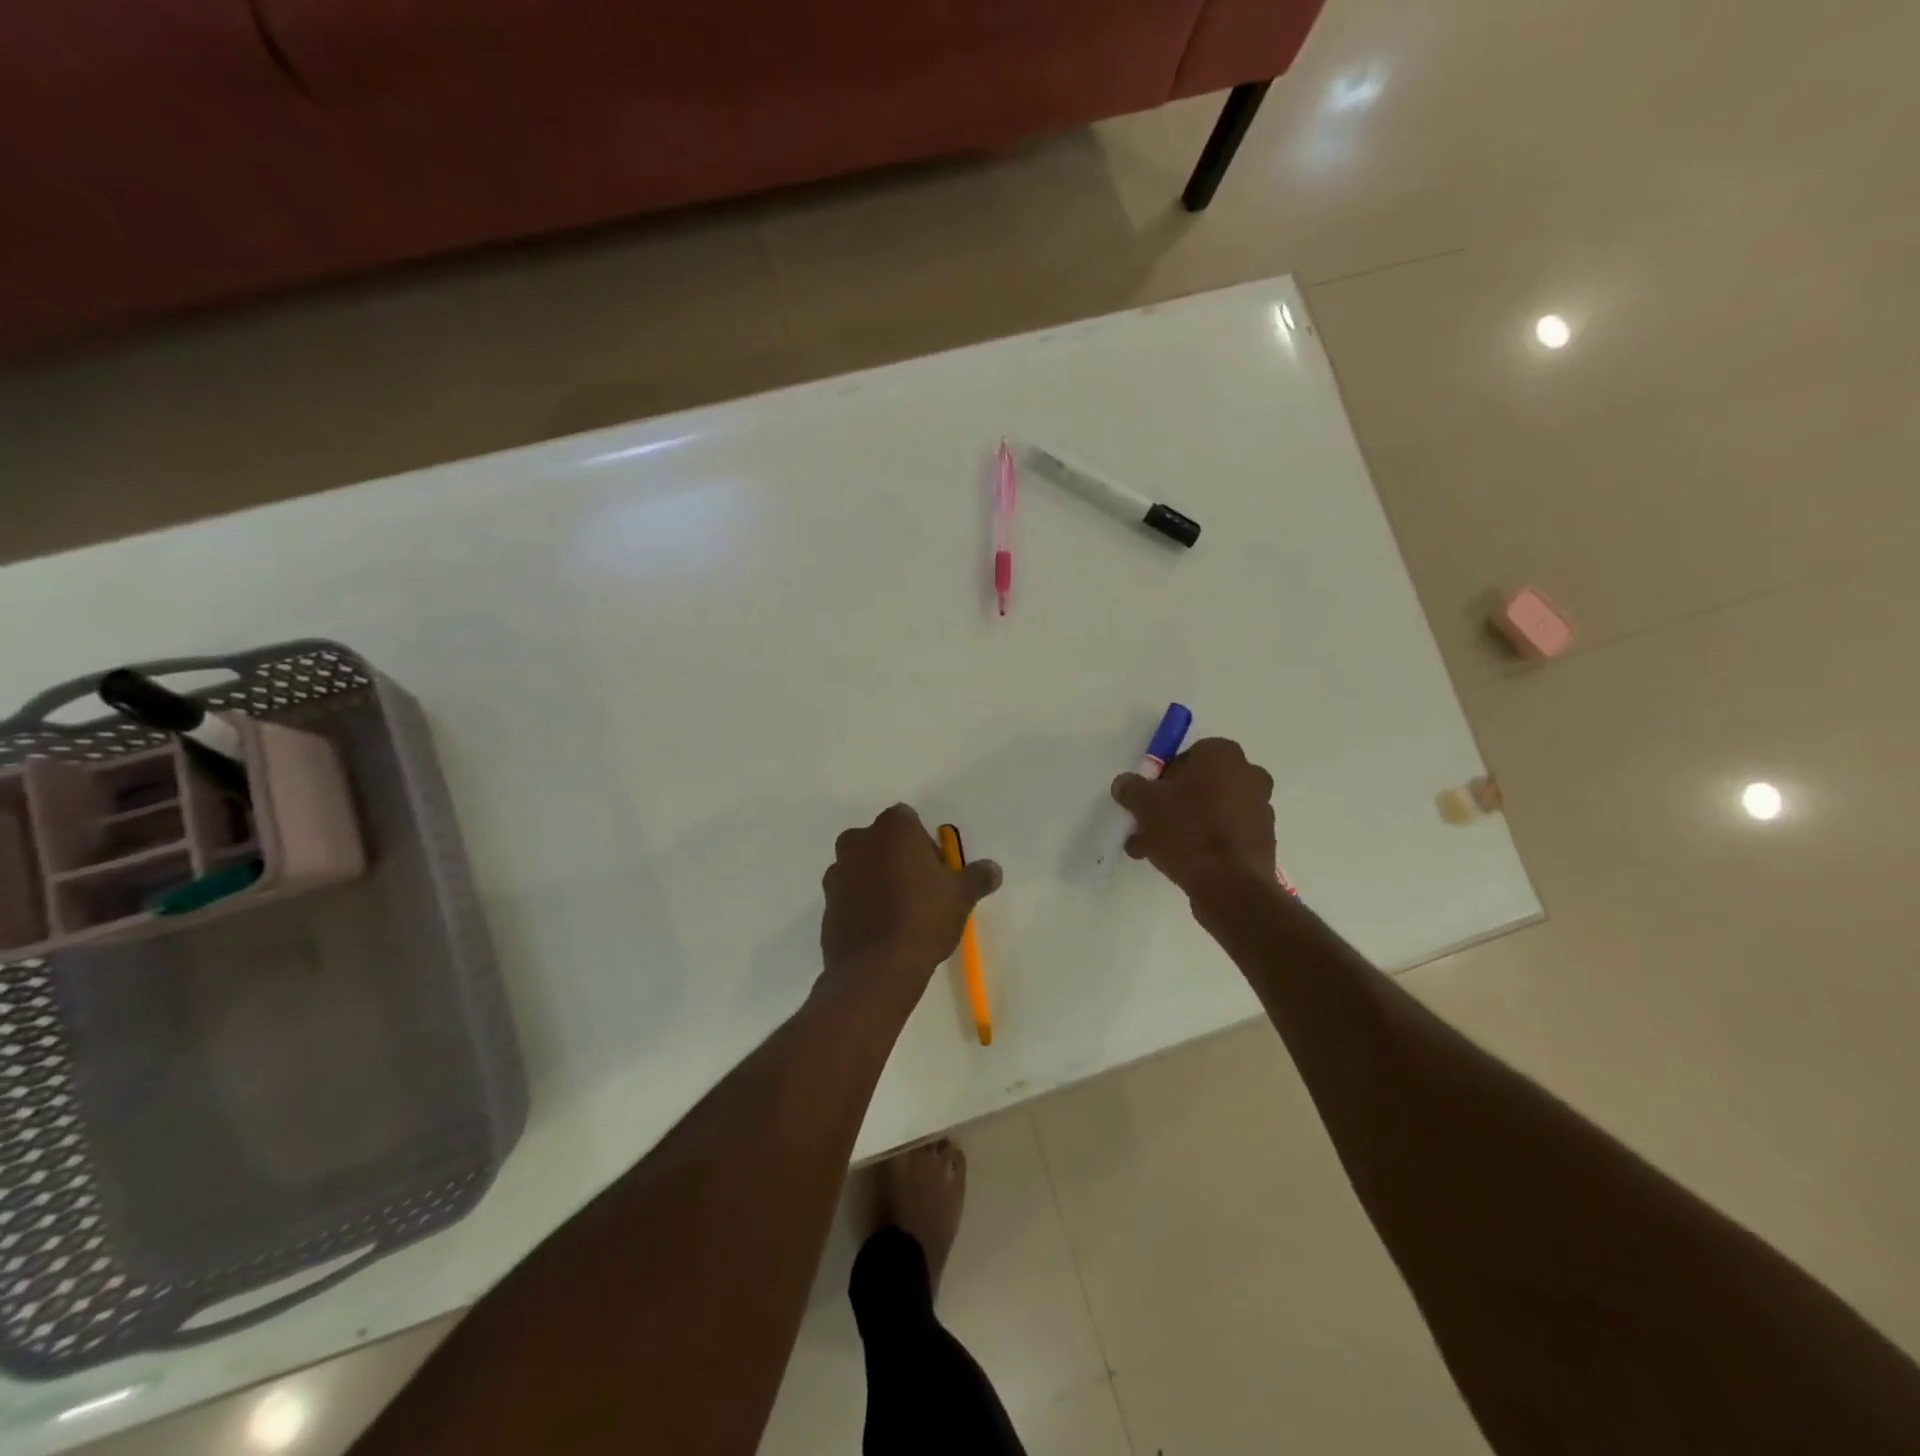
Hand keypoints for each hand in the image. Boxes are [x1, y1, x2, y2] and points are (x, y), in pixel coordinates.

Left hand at [820, 804, 1002, 994]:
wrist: (876, 970)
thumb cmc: (923, 918)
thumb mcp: (961, 896)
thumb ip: (977, 877)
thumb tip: (993, 869)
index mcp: (892, 829)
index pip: (908, 820)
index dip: (923, 843)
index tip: (936, 870)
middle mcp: (858, 842)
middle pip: (882, 841)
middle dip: (897, 858)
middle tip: (920, 890)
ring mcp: (837, 873)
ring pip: (862, 867)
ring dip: (877, 880)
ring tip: (900, 914)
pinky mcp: (826, 904)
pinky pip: (849, 895)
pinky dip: (862, 904)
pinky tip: (881, 930)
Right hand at [1112, 738, 1276, 897]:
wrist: (1231, 885)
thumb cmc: (1187, 830)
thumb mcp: (1145, 805)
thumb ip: (1131, 788)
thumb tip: (1125, 783)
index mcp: (1222, 754)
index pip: (1185, 757)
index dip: (1161, 779)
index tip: (1146, 801)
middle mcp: (1248, 774)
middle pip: (1198, 786)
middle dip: (1171, 806)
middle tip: (1147, 827)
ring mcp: (1260, 808)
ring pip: (1210, 812)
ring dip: (1184, 826)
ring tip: (1153, 852)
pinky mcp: (1263, 839)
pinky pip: (1224, 834)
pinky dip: (1204, 843)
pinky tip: (1178, 864)